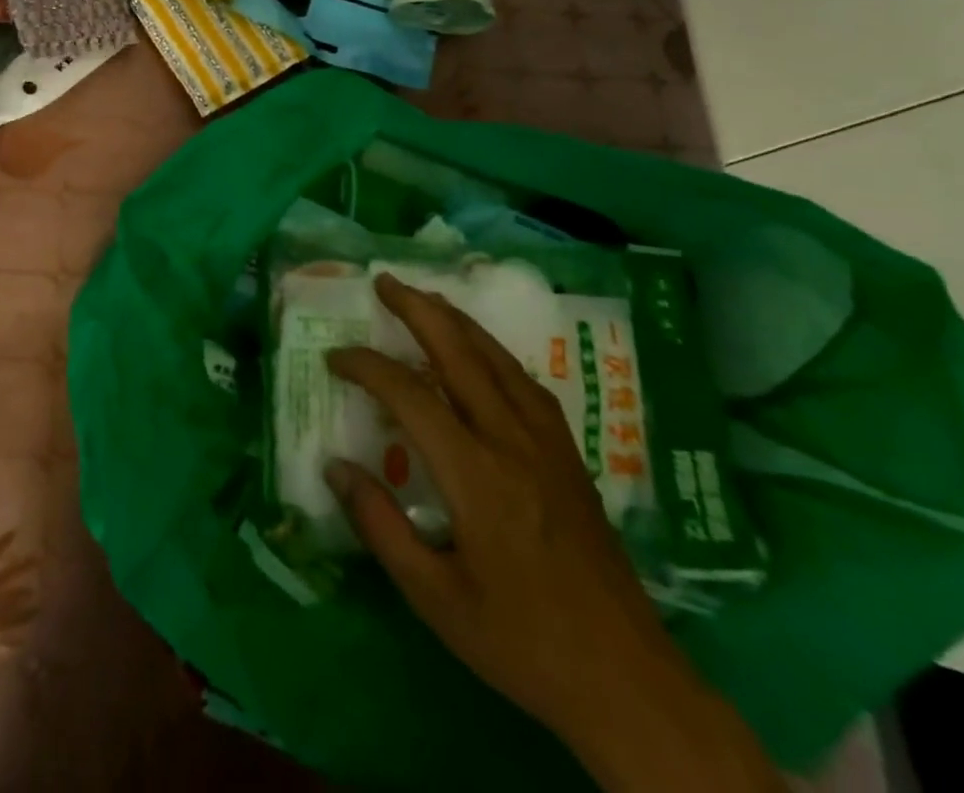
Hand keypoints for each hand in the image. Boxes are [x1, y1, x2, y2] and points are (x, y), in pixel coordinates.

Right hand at [325, 276, 776, 792]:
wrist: (629, 683)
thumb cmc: (522, 642)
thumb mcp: (434, 599)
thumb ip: (379, 525)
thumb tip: (334, 466)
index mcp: (476, 476)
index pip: (409, 395)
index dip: (367, 367)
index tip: (334, 358)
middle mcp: (513, 442)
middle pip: (460, 353)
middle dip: (418, 308)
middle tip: (383, 281)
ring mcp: (548, 444)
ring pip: (498, 358)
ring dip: (456, 320)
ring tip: (424, 299)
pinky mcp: (570, 456)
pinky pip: (525, 382)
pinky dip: (492, 352)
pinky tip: (481, 354)